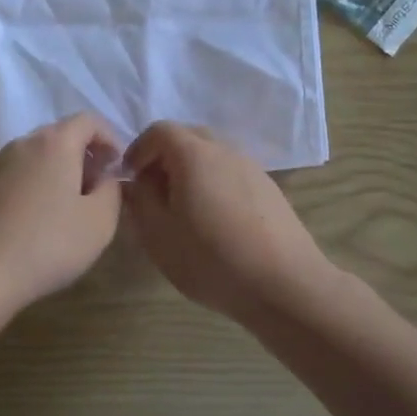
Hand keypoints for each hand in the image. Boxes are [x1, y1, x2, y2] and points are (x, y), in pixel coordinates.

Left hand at [0, 113, 123, 310]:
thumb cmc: (50, 242)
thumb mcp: (100, 221)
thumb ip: (112, 190)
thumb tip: (106, 177)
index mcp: (55, 142)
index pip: (89, 120)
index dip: (111, 138)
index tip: (120, 167)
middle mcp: (26, 142)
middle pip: (63, 134)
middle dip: (87, 154)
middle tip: (101, 187)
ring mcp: (2, 162)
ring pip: (42, 154)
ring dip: (64, 169)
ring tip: (76, 205)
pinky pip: (24, 171)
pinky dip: (42, 182)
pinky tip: (47, 217)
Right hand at [123, 123, 332, 318]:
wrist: (286, 285)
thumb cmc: (212, 259)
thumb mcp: (159, 235)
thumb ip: (139, 201)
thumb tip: (134, 183)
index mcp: (194, 154)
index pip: (159, 130)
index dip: (138, 150)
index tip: (130, 179)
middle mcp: (225, 150)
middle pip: (188, 137)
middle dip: (164, 157)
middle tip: (153, 192)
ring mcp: (252, 167)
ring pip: (211, 155)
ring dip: (190, 171)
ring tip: (182, 210)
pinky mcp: (269, 189)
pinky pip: (231, 173)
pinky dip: (214, 184)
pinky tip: (214, 222)